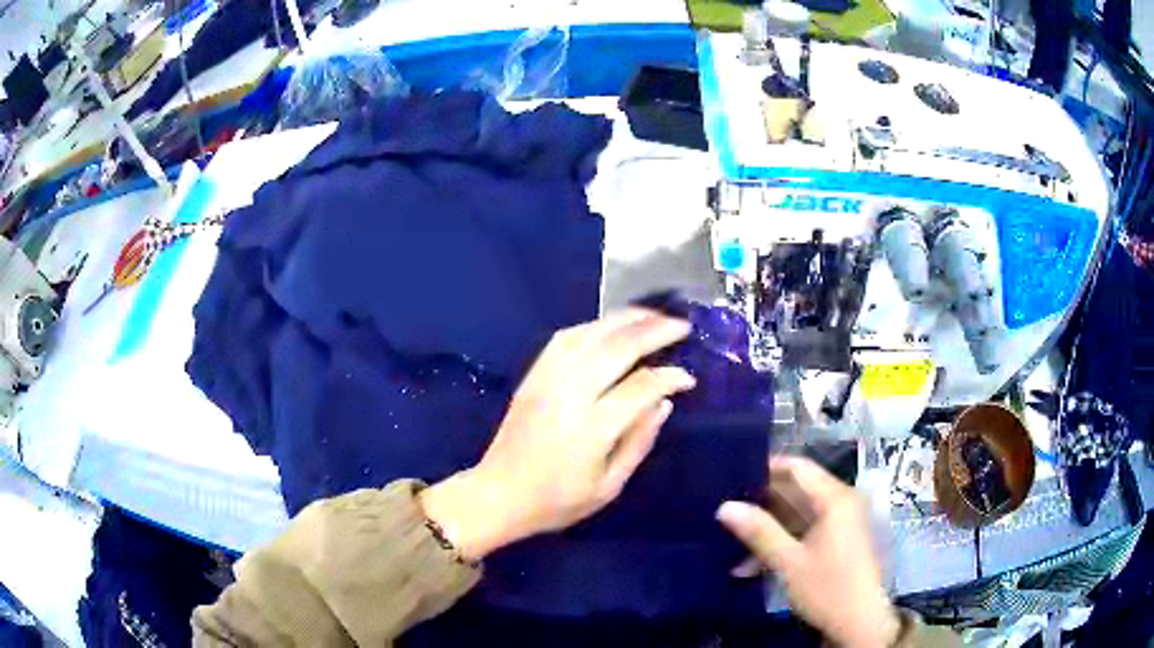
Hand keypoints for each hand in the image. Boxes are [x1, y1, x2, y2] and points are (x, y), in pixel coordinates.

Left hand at [420, 309, 695, 561]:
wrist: (498, 495)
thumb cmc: (557, 500)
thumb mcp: (609, 486)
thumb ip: (639, 442)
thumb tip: (664, 402)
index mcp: (591, 428)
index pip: (641, 387)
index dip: (670, 377)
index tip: (689, 377)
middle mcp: (568, 394)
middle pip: (616, 348)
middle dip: (653, 331)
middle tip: (681, 326)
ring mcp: (546, 380)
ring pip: (589, 334)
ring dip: (624, 320)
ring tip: (653, 316)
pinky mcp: (532, 376)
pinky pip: (564, 338)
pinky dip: (593, 326)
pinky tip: (611, 327)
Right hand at [717, 456, 901, 647]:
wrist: (859, 622)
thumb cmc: (828, 588)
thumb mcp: (789, 562)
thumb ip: (759, 531)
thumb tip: (724, 507)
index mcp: (835, 498)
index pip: (798, 468)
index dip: (766, 467)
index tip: (732, 475)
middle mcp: (841, 502)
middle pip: (798, 489)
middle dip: (762, 500)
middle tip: (726, 506)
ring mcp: (841, 522)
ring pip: (799, 513)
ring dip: (769, 525)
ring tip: (731, 535)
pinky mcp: (837, 541)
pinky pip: (805, 529)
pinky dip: (782, 540)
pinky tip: (752, 561)